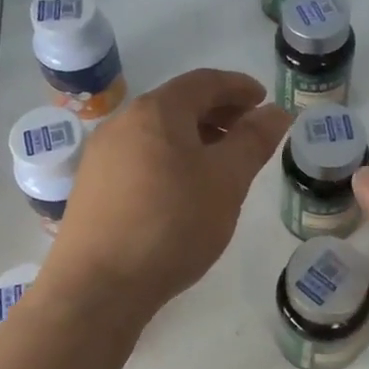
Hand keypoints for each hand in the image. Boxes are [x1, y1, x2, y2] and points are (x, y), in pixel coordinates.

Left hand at [44, 69, 289, 315]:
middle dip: (218, 112)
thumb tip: (276, 111)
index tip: (263, 100)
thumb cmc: (172, 224)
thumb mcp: (226, 181)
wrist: (99, 285)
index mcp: (157, 111)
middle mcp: (123, 122)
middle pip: (178, 104)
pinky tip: (183, 189)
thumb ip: (253, 141)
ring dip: (194, 137)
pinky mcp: (92, 186)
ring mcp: (102, 155)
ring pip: (157, 132)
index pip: (204, 82)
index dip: (238, 87)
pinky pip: (140, 156)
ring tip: (220, 162)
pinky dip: (170, 158)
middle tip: (248, 131)